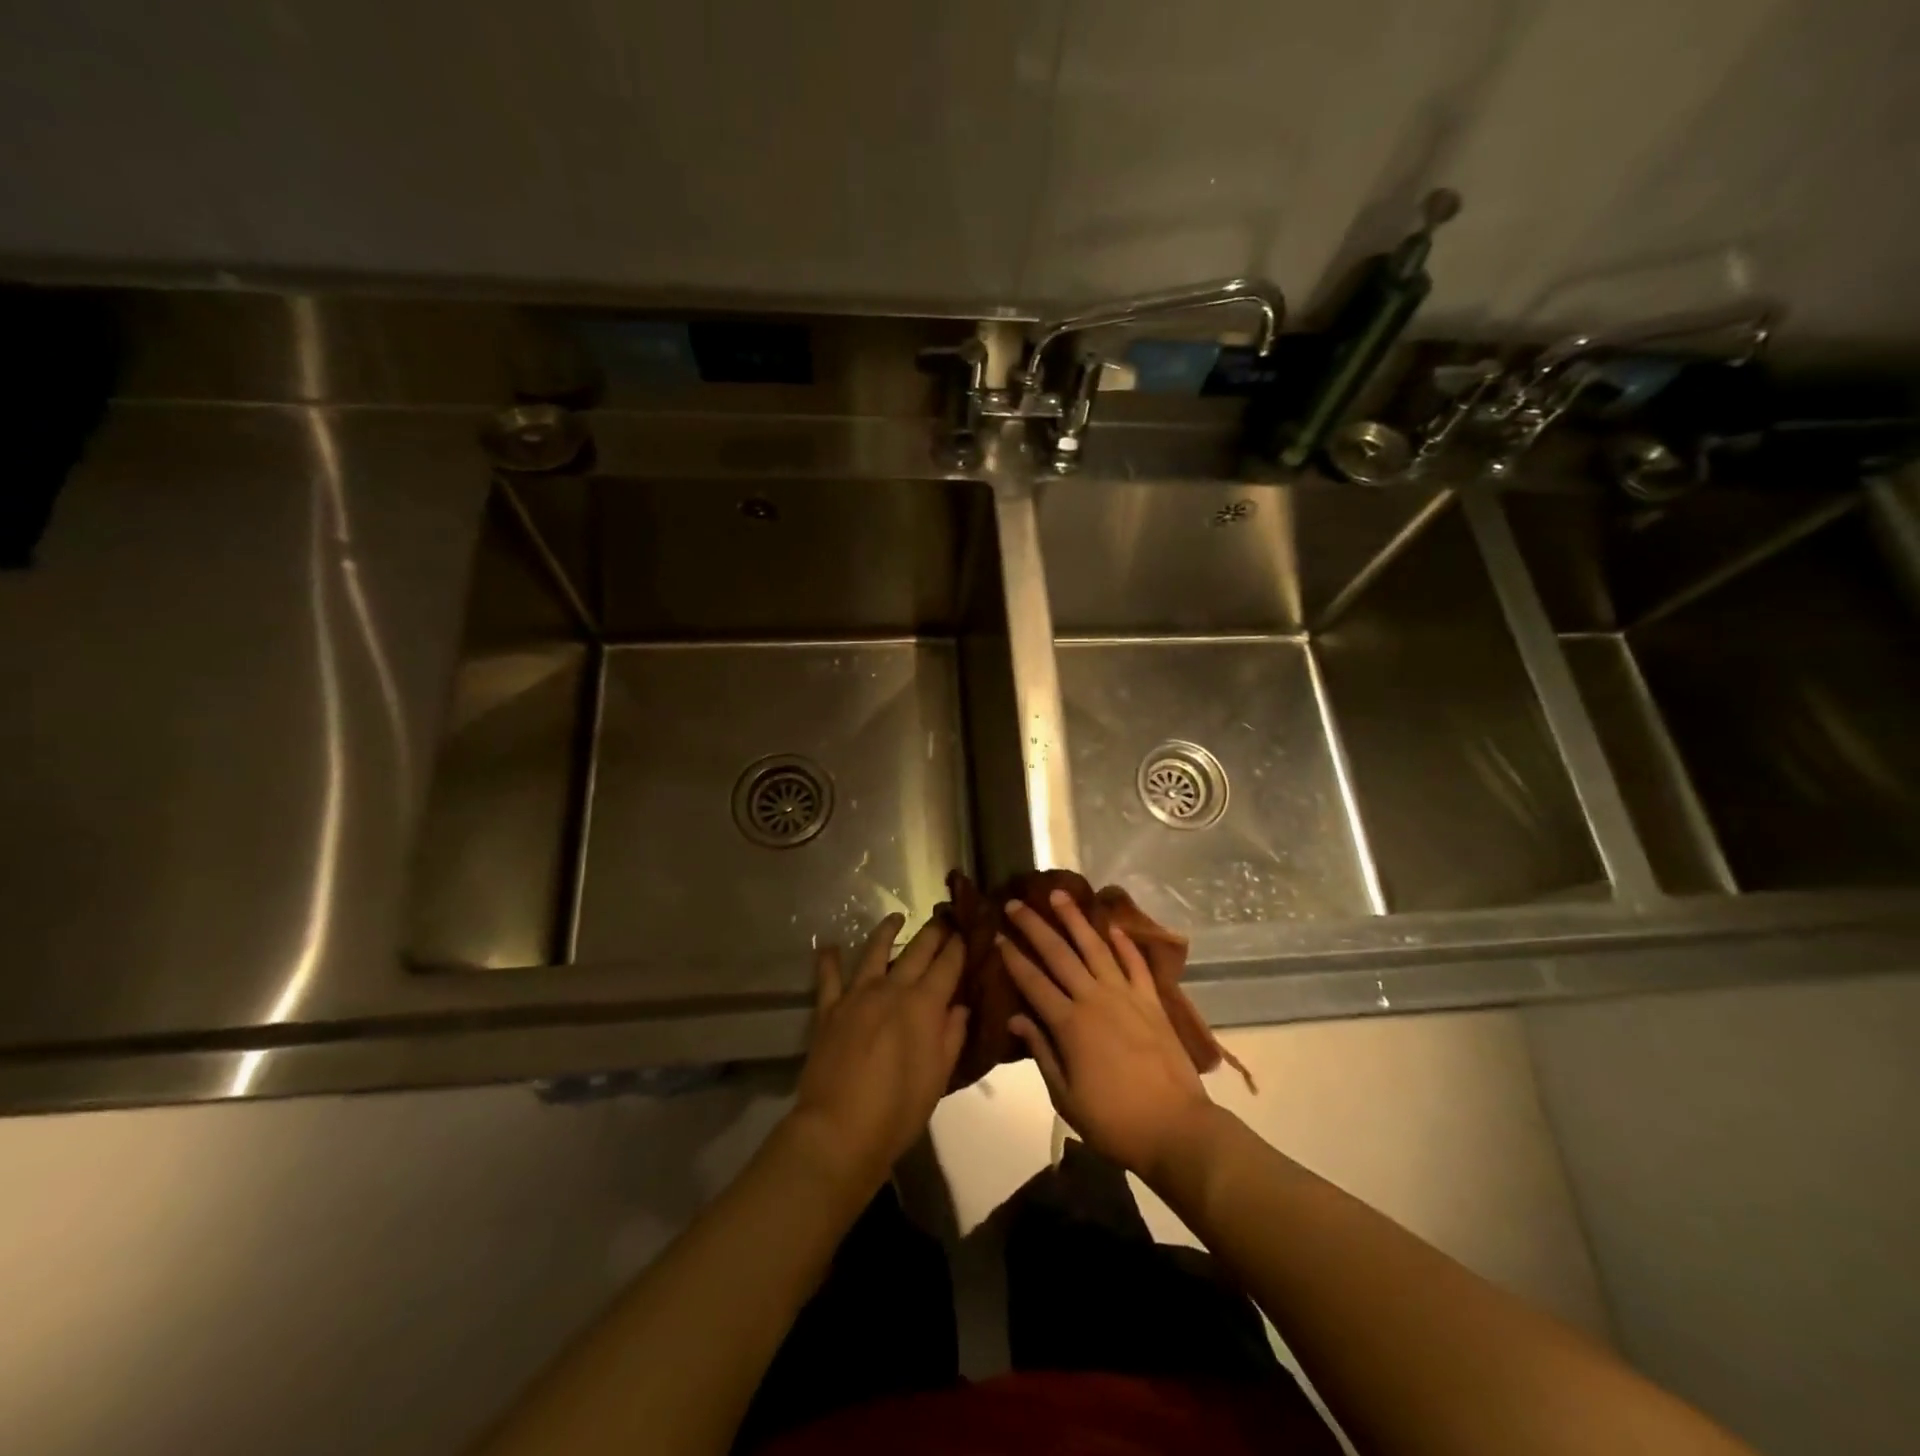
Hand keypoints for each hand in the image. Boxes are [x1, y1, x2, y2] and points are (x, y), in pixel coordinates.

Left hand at [787, 914, 968, 1196]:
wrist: (840, 1130)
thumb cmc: (898, 1110)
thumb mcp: (938, 1077)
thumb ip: (951, 1036)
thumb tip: (959, 1005)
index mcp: (924, 1004)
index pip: (948, 964)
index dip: (960, 945)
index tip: (968, 930)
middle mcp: (892, 989)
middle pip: (917, 949)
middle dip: (934, 931)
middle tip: (944, 918)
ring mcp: (857, 995)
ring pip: (874, 951)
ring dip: (888, 930)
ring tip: (896, 917)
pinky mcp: (829, 1009)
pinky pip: (828, 977)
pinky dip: (828, 959)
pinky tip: (828, 946)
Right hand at [1001, 891, 1216, 1184]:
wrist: (1176, 1127)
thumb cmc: (1114, 1120)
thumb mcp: (1065, 1096)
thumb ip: (1041, 1052)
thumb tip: (1015, 1018)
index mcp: (1069, 1024)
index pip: (1033, 981)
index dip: (1013, 957)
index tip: (997, 936)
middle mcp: (1094, 999)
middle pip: (1059, 954)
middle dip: (1035, 927)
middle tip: (1016, 904)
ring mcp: (1126, 996)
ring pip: (1095, 947)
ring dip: (1075, 919)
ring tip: (1059, 895)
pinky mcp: (1152, 1001)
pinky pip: (1135, 963)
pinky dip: (1123, 943)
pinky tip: (1111, 926)